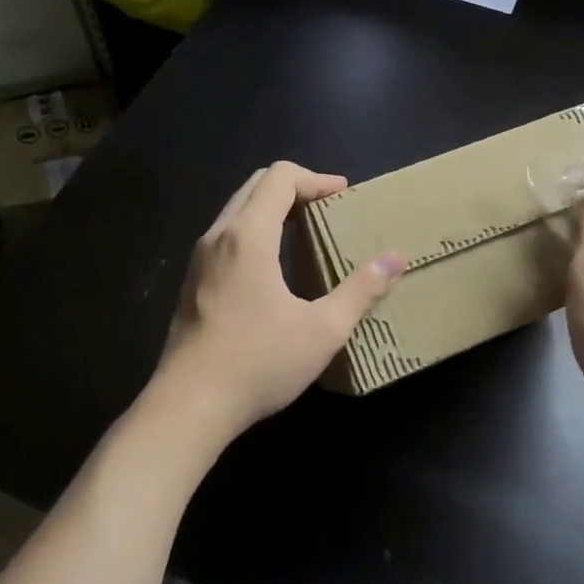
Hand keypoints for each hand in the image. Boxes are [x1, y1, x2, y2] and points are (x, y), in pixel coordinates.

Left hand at [149, 162, 403, 447]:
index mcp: (248, 236)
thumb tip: (396, 259)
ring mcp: (200, 260)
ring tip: (305, 231)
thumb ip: (361, 290)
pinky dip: (254, 230)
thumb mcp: (322, 330)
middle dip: (294, 187)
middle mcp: (218, 236)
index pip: (280, 177)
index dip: (316, 179)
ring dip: (271, 208)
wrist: (188, 406)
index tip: (344, 195)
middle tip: (327, 208)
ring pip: (236, 210)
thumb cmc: (258, 362)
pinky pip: (226, 236)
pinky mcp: (192, 283)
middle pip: (255, 185)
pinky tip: (274, 267)